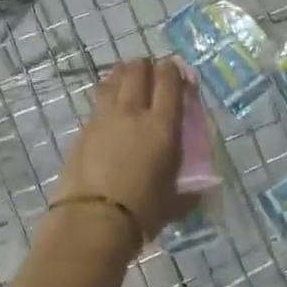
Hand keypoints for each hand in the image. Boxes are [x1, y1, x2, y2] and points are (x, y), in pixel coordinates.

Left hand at [53, 58, 192, 244]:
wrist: (93, 220)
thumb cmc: (142, 211)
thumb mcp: (175, 201)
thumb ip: (189, 191)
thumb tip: (202, 194)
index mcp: (163, 126)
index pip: (170, 82)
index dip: (174, 71)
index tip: (177, 70)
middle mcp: (134, 112)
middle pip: (138, 71)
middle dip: (147, 65)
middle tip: (152, 70)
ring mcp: (105, 118)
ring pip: (114, 79)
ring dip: (124, 73)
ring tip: (128, 76)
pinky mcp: (84, 129)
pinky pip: (98, 99)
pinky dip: (107, 92)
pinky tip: (109, 99)